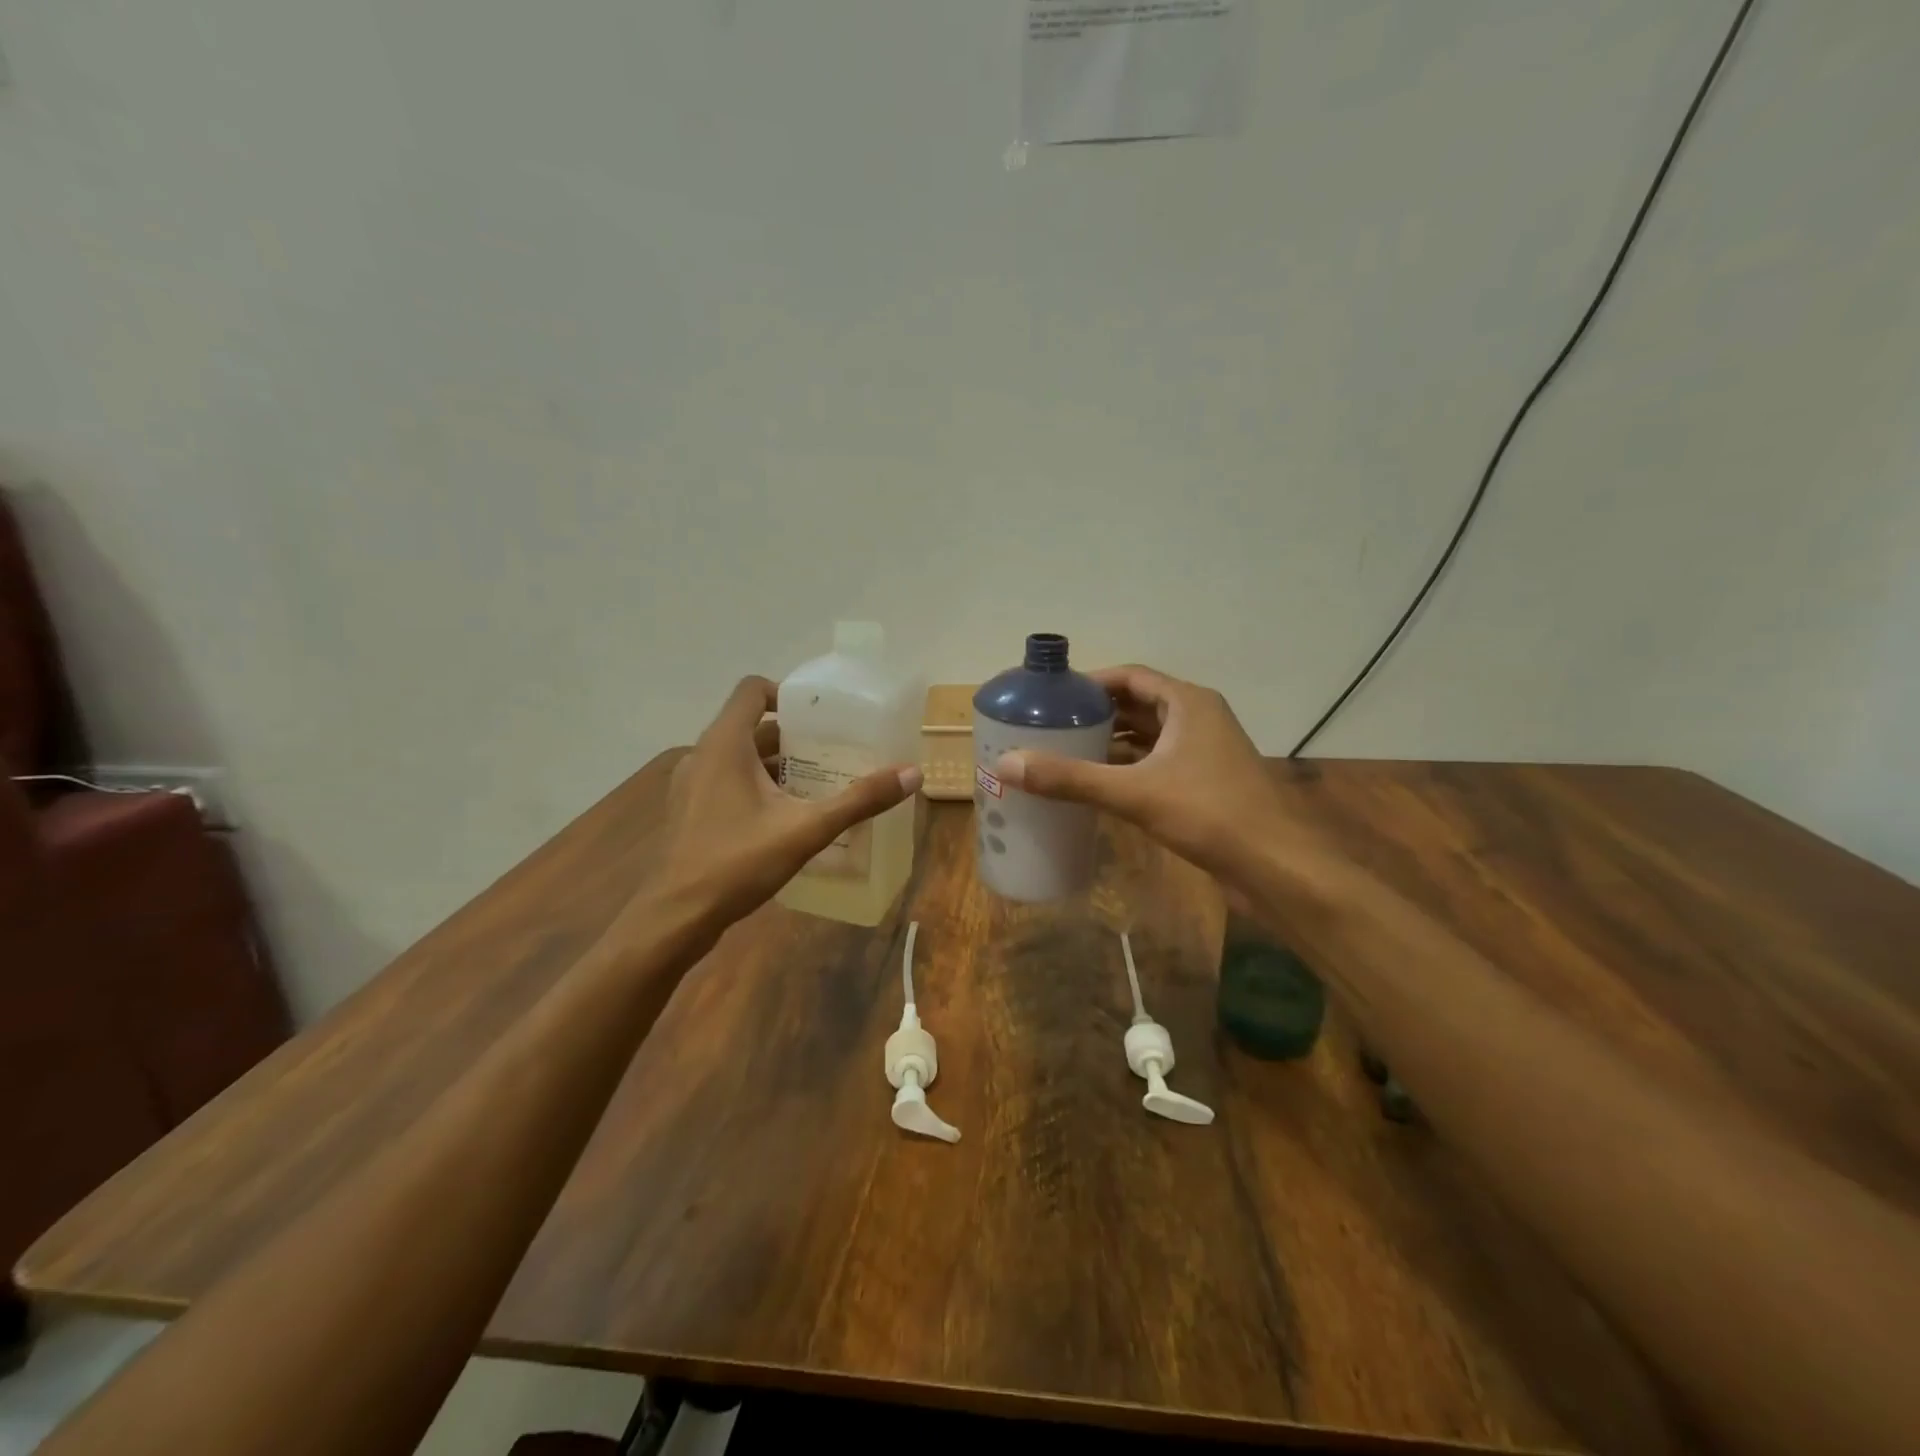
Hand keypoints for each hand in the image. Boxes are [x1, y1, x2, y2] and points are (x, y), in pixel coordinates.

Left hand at [641, 676, 920, 929]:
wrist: (675, 917)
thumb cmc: (737, 863)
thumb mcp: (806, 829)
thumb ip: (859, 800)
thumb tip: (912, 774)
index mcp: (724, 744)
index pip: (752, 689)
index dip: (787, 693)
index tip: (821, 717)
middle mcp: (703, 755)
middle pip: (752, 726)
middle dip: (794, 736)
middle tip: (834, 752)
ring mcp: (692, 785)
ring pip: (740, 757)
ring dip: (777, 764)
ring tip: (819, 783)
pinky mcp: (690, 811)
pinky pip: (728, 782)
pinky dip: (757, 786)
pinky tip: (786, 816)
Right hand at [995, 664, 1287, 886]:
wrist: (1275, 866)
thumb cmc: (1209, 813)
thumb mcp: (1134, 793)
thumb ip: (1071, 778)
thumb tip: (1008, 764)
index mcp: (1188, 703)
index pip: (1131, 676)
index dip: (1091, 682)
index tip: (1053, 696)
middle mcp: (1198, 719)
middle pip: (1138, 705)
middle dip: (1097, 714)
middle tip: (1051, 726)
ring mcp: (1205, 752)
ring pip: (1149, 737)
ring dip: (1112, 742)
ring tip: (1065, 752)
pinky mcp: (1205, 783)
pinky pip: (1157, 763)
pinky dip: (1128, 768)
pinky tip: (1098, 784)